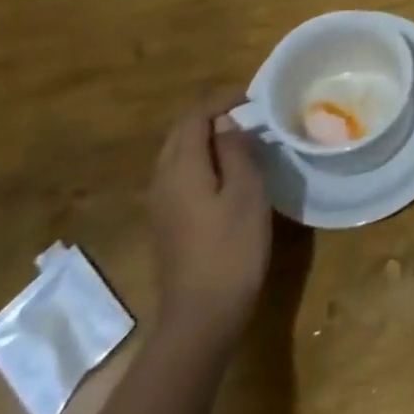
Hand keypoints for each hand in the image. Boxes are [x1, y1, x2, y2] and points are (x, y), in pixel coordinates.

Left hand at [148, 96, 271, 339]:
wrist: (201, 317)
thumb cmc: (231, 249)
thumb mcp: (246, 193)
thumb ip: (236, 151)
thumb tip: (227, 123)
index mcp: (181, 168)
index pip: (195, 116)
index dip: (222, 100)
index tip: (253, 96)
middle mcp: (162, 180)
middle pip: (181, 133)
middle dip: (212, 115)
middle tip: (249, 113)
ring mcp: (160, 204)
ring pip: (178, 154)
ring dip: (206, 138)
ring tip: (242, 137)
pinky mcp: (166, 224)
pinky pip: (180, 175)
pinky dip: (202, 160)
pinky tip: (226, 172)